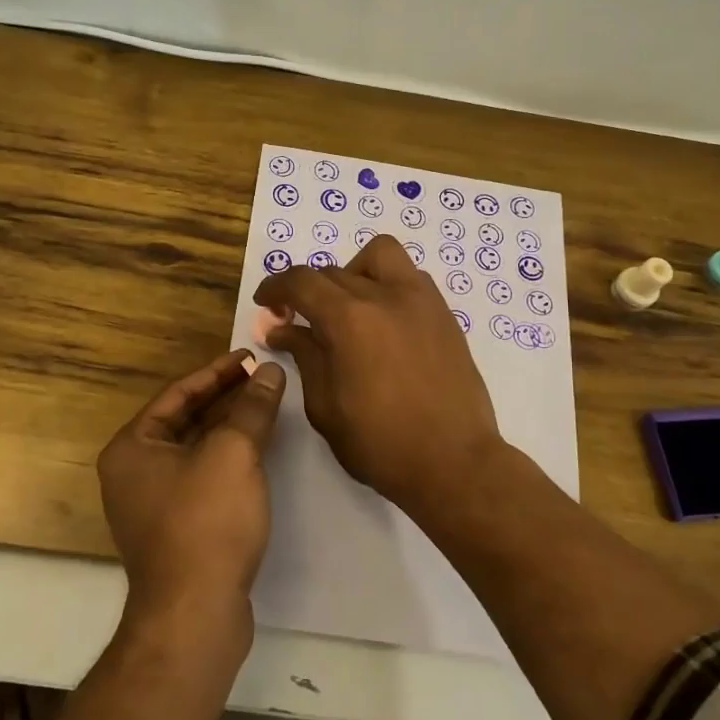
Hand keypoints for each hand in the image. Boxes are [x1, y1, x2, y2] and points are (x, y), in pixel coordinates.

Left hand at [97, 350, 286, 622]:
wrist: (195, 616)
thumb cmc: (206, 523)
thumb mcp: (233, 454)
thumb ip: (252, 408)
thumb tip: (270, 372)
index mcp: (132, 447)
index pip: (178, 394)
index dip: (217, 371)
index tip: (250, 356)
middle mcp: (134, 471)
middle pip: (185, 420)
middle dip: (225, 398)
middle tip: (263, 378)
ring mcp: (152, 503)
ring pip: (196, 450)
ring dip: (229, 428)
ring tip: (267, 406)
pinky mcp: (176, 529)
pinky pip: (202, 478)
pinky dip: (228, 460)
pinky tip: (258, 452)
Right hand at [253, 235, 505, 515]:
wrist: (454, 463)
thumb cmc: (380, 444)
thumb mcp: (325, 406)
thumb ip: (304, 357)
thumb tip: (282, 329)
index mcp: (349, 319)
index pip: (301, 281)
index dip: (275, 288)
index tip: (266, 304)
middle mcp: (385, 296)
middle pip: (333, 271)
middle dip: (308, 291)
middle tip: (299, 321)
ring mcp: (421, 301)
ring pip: (379, 256)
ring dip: (352, 272)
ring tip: (347, 308)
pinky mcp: (444, 314)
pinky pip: (409, 277)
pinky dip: (386, 285)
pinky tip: (382, 321)